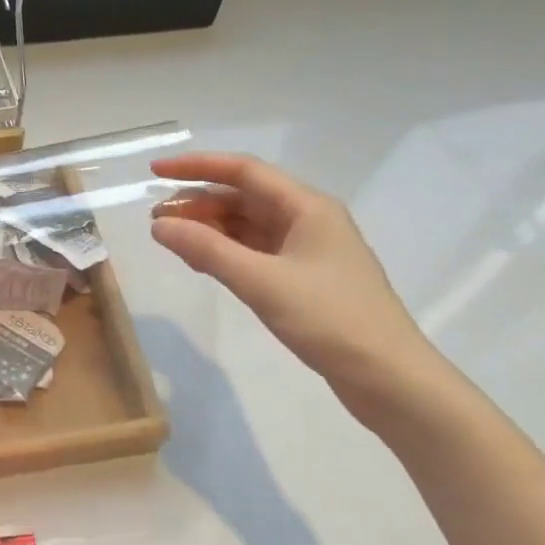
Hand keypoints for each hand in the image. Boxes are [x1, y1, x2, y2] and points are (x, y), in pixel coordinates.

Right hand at [148, 153, 448, 427]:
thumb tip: (159, 225)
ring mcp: (308, 249)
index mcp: (306, 207)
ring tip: (172, 240)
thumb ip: (207, 250)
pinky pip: (255, 251)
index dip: (196, 167)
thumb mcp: (261, 282)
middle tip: (157, 219)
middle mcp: (308, 219)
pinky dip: (225, 251)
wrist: (389, 378)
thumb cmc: (330, 319)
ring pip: (247, 225)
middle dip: (198, 203)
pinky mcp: (305, 278)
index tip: (154, 173)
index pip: (243, 171)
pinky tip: (202, 262)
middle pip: (243, 197)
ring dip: (209, 228)